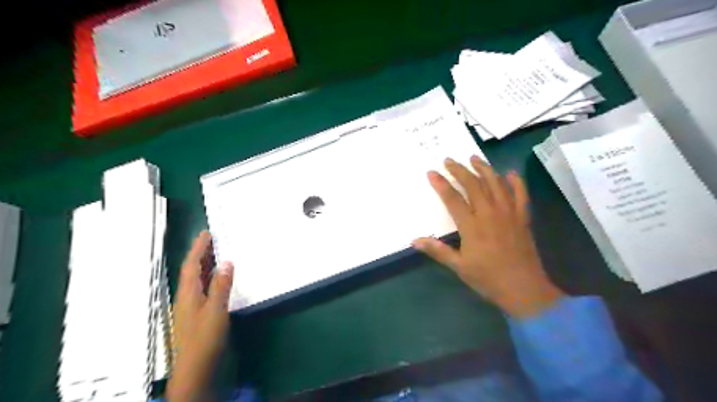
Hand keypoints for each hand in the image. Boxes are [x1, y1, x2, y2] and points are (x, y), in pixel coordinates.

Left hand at [167, 231, 234, 401]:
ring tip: (217, 253)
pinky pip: (203, 288)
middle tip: (213, 239)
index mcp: (188, 293)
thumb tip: (227, 262)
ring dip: (206, 264)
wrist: (195, 368)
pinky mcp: (198, 314)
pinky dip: (211, 278)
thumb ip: (221, 285)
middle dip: (201, 253)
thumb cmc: (205, 338)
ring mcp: (191, 306)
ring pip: (197, 279)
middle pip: (192, 270)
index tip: (206, 233)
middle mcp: (187, 296)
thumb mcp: (216, 309)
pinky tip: (219, 278)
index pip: (191, 265)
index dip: (198, 248)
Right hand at [415, 156, 564, 316]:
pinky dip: (516, 182)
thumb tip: (414, 240)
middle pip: (473, 185)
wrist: (523, 289)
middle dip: (460, 170)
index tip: (432, 172)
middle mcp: (489, 214)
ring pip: (496, 184)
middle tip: (449, 160)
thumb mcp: (458, 266)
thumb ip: (437, 250)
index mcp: (472, 226)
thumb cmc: (488, 278)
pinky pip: (520, 195)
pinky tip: (510, 173)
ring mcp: (508, 214)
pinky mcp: (523, 218)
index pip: (453, 198)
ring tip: (474, 158)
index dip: (441, 184)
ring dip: (484, 169)